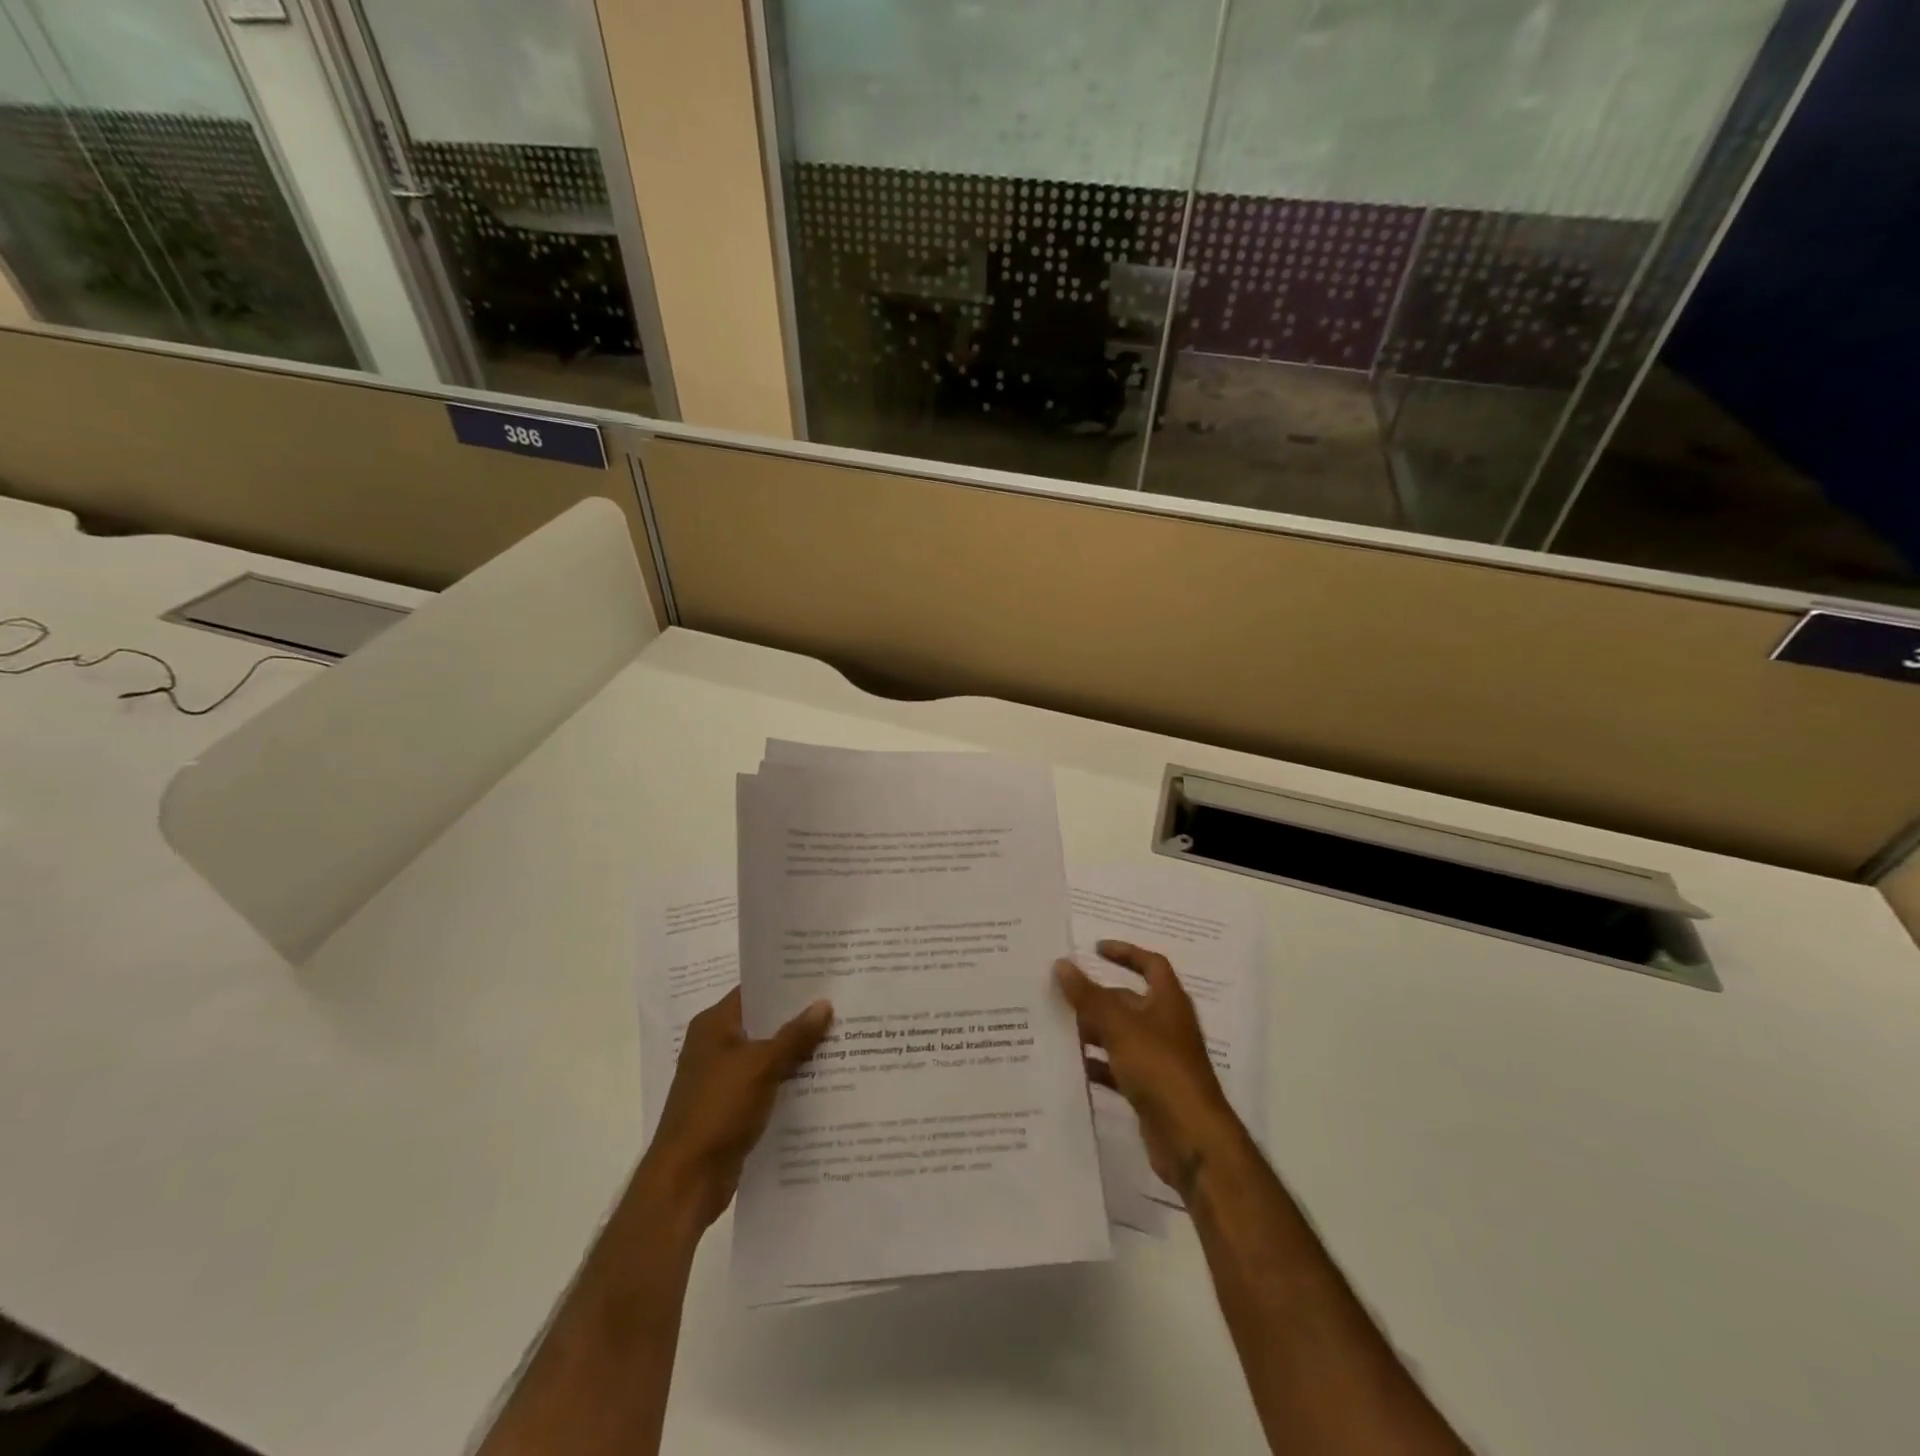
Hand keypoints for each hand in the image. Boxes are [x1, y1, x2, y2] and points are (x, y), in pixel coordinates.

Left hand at [638, 987, 833, 1229]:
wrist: (686, 1182)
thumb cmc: (718, 1110)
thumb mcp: (761, 1066)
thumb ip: (794, 1035)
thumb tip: (824, 1003)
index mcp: (714, 1025)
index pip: (754, 991)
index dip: (787, 984)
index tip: (823, 977)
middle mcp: (715, 1046)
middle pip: (763, 1023)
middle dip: (799, 1019)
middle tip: (841, 1006)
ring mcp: (722, 1079)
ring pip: (767, 1056)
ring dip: (796, 1053)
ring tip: (840, 1040)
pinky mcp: (731, 1109)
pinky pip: (766, 1085)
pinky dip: (788, 1082)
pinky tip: (822, 1081)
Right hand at [1055, 941, 1244, 1199]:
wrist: (1190, 1138)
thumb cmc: (1159, 1068)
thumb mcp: (1118, 1026)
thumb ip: (1088, 996)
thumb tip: (1062, 963)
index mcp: (1168, 1002)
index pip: (1151, 964)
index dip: (1126, 953)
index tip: (1095, 949)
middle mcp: (1166, 1026)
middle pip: (1129, 1001)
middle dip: (1097, 997)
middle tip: (1059, 992)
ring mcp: (1159, 1059)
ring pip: (1120, 1035)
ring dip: (1093, 1030)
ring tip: (1057, 1026)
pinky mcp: (1150, 1089)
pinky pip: (1119, 1068)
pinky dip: (1098, 1065)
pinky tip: (1072, 1066)